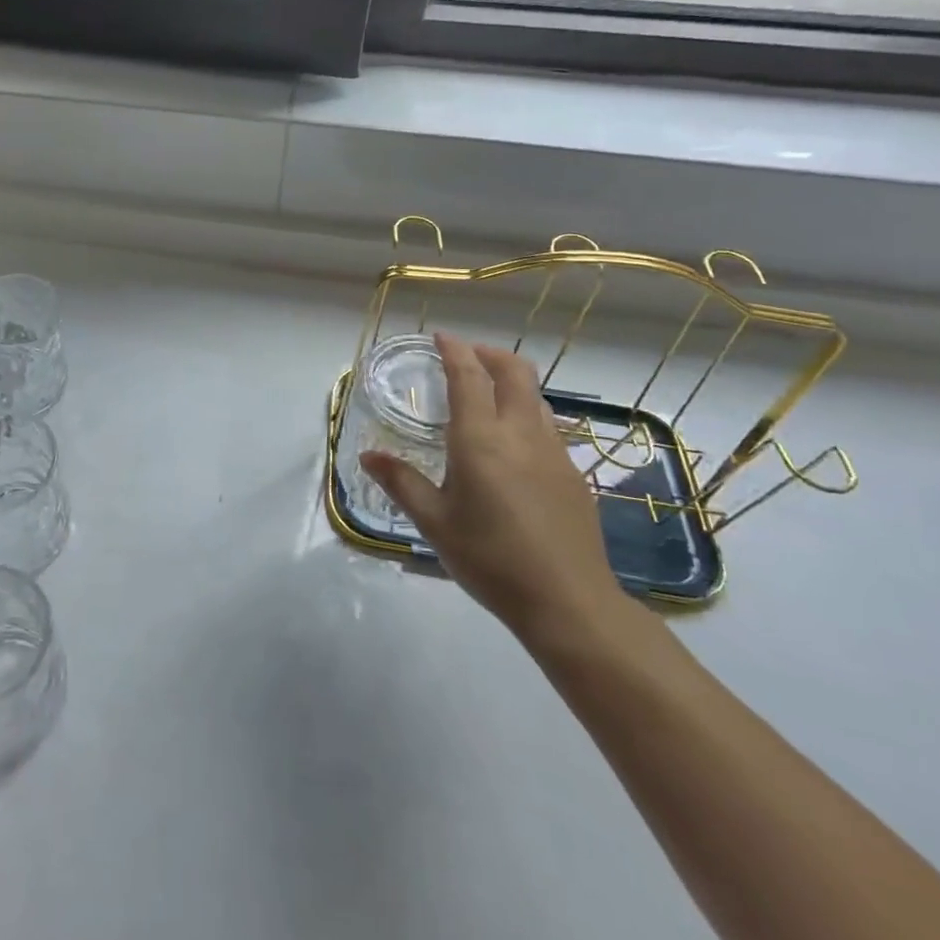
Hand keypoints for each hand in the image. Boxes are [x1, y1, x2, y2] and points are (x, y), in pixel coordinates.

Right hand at [360, 331, 624, 640]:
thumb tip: (367, 455)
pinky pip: (547, 426)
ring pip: (535, 397)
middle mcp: (521, 434)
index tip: (440, 337)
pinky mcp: (572, 474)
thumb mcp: (434, 522)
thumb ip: (401, 482)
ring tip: (487, 395)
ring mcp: (554, 452)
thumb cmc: (490, 559)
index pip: (469, 377)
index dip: (454, 350)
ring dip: (510, 382)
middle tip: (465, 357)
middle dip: (489, 354)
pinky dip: (525, 412)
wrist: (569, 603)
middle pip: (514, 371)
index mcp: (481, 439)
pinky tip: (511, 444)